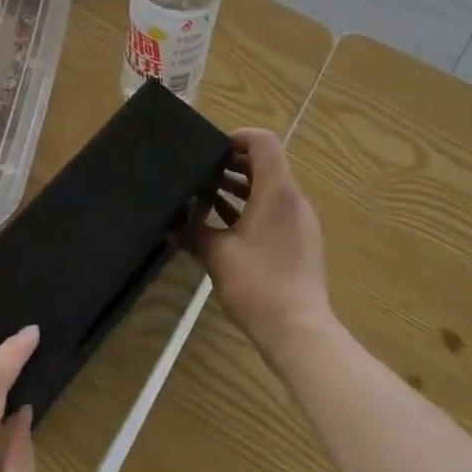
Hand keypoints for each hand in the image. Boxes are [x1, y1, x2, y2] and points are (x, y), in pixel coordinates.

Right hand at [187, 128, 332, 361]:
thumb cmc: (259, 284)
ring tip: (206, 197)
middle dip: (232, 164)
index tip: (210, 150)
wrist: (299, 333)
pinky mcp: (300, 243)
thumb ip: (193, 232)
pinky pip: (274, 210)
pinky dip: (250, 208)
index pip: (262, 142)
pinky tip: (223, 226)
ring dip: (239, 188)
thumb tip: (171, 225)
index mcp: (277, 191)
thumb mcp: (217, 255)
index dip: (236, 137)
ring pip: (269, 189)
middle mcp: (293, 200)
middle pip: (265, 164)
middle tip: (201, 172)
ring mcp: (300, 222)